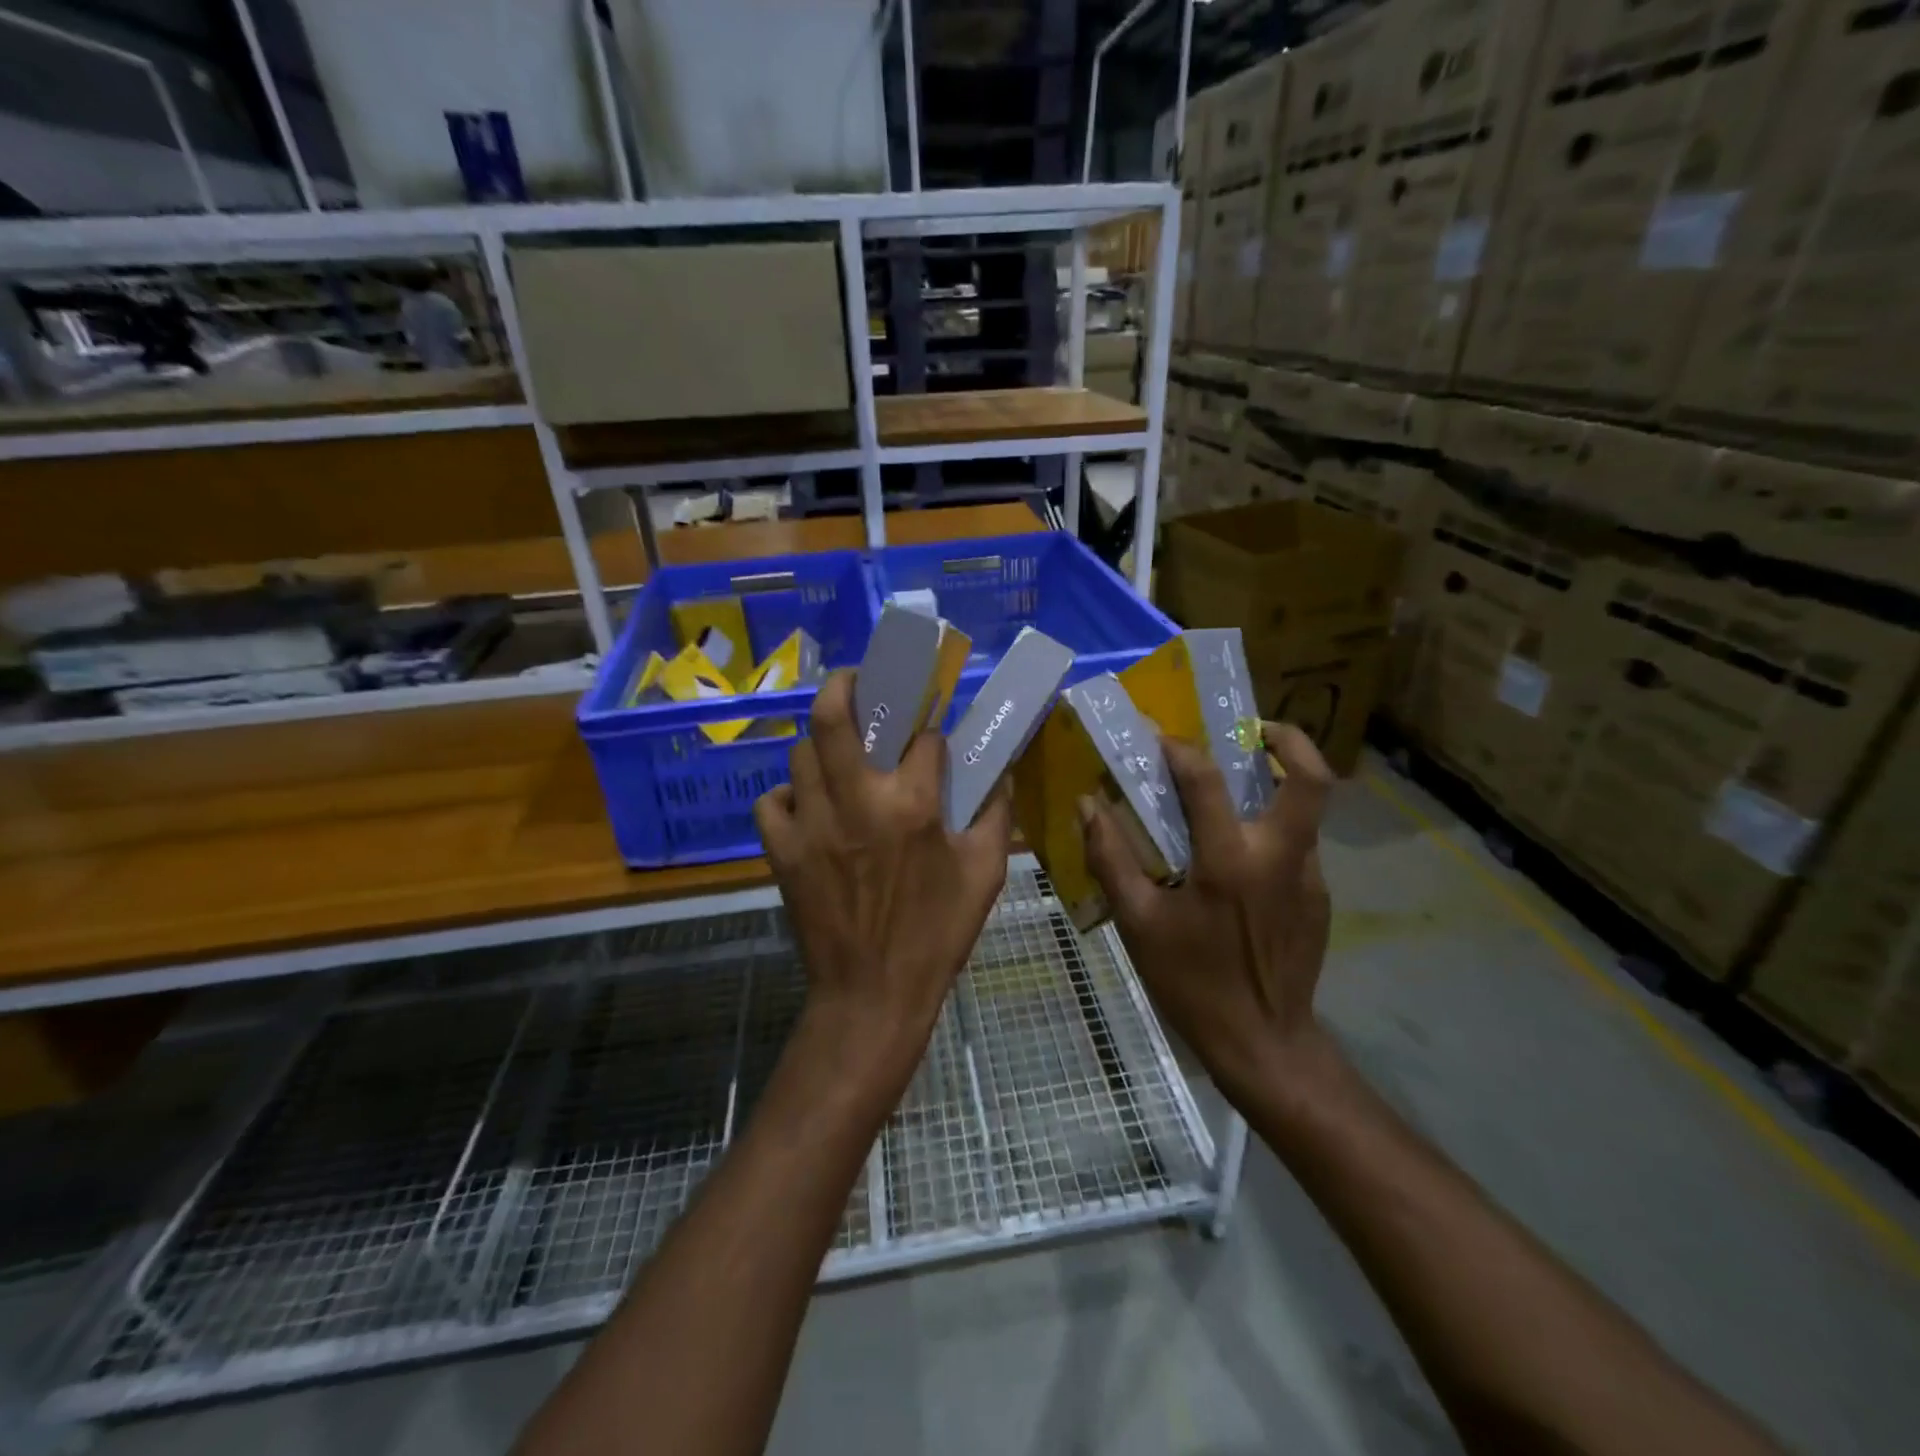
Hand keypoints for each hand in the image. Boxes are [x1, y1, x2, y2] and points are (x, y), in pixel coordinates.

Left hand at [755, 670, 1013, 1092]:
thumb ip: (997, 815)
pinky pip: (771, 802)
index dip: (930, 731)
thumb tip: (1000, 772)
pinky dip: (788, 796)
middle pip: (833, 717)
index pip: (922, 737)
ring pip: (800, 754)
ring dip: (821, 747)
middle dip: (845, 684)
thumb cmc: (936, 934)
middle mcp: (856, 802)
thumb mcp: (986, 875)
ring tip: (838, 756)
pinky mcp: (781, 851)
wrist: (872, 995)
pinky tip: (808, 808)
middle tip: (856, 680)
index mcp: (913, 806)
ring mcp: (811, 825)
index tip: (932, 736)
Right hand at [1080, 723, 1333, 1100]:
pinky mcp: (1320, 898)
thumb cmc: (1192, 982)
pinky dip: (1273, 830)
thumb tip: (1088, 805)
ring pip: (1308, 810)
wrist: (1264, 1044)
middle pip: (1311, 779)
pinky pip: (1299, 845)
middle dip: (1290, 739)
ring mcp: (1310, 877)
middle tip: (1255, 730)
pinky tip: (1240, 855)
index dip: (1181, 750)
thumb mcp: (1138, 923)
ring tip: (1239, 790)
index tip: (1161, 737)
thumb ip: (1111, 858)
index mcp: (1229, 862)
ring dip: (1279, 786)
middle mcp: (1280, 857)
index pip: (1208, 781)